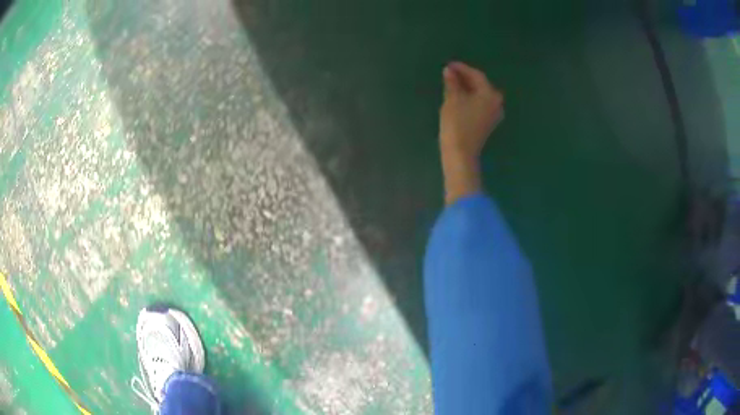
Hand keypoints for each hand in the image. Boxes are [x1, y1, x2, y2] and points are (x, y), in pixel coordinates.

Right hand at [439, 62, 503, 204]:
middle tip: (449, 73)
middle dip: (465, 78)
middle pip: (481, 85)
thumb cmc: (457, 123)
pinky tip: (459, 96)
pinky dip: (470, 98)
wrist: (461, 153)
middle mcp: (497, 102)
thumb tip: (449, 71)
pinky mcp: (489, 123)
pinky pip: (480, 104)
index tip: (449, 65)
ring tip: (452, 83)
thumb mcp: (452, 99)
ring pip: (480, 95)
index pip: (476, 75)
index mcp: (490, 94)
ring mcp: (494, 114)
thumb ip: (452, 82)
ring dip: (467, 88)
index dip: (462, 68)